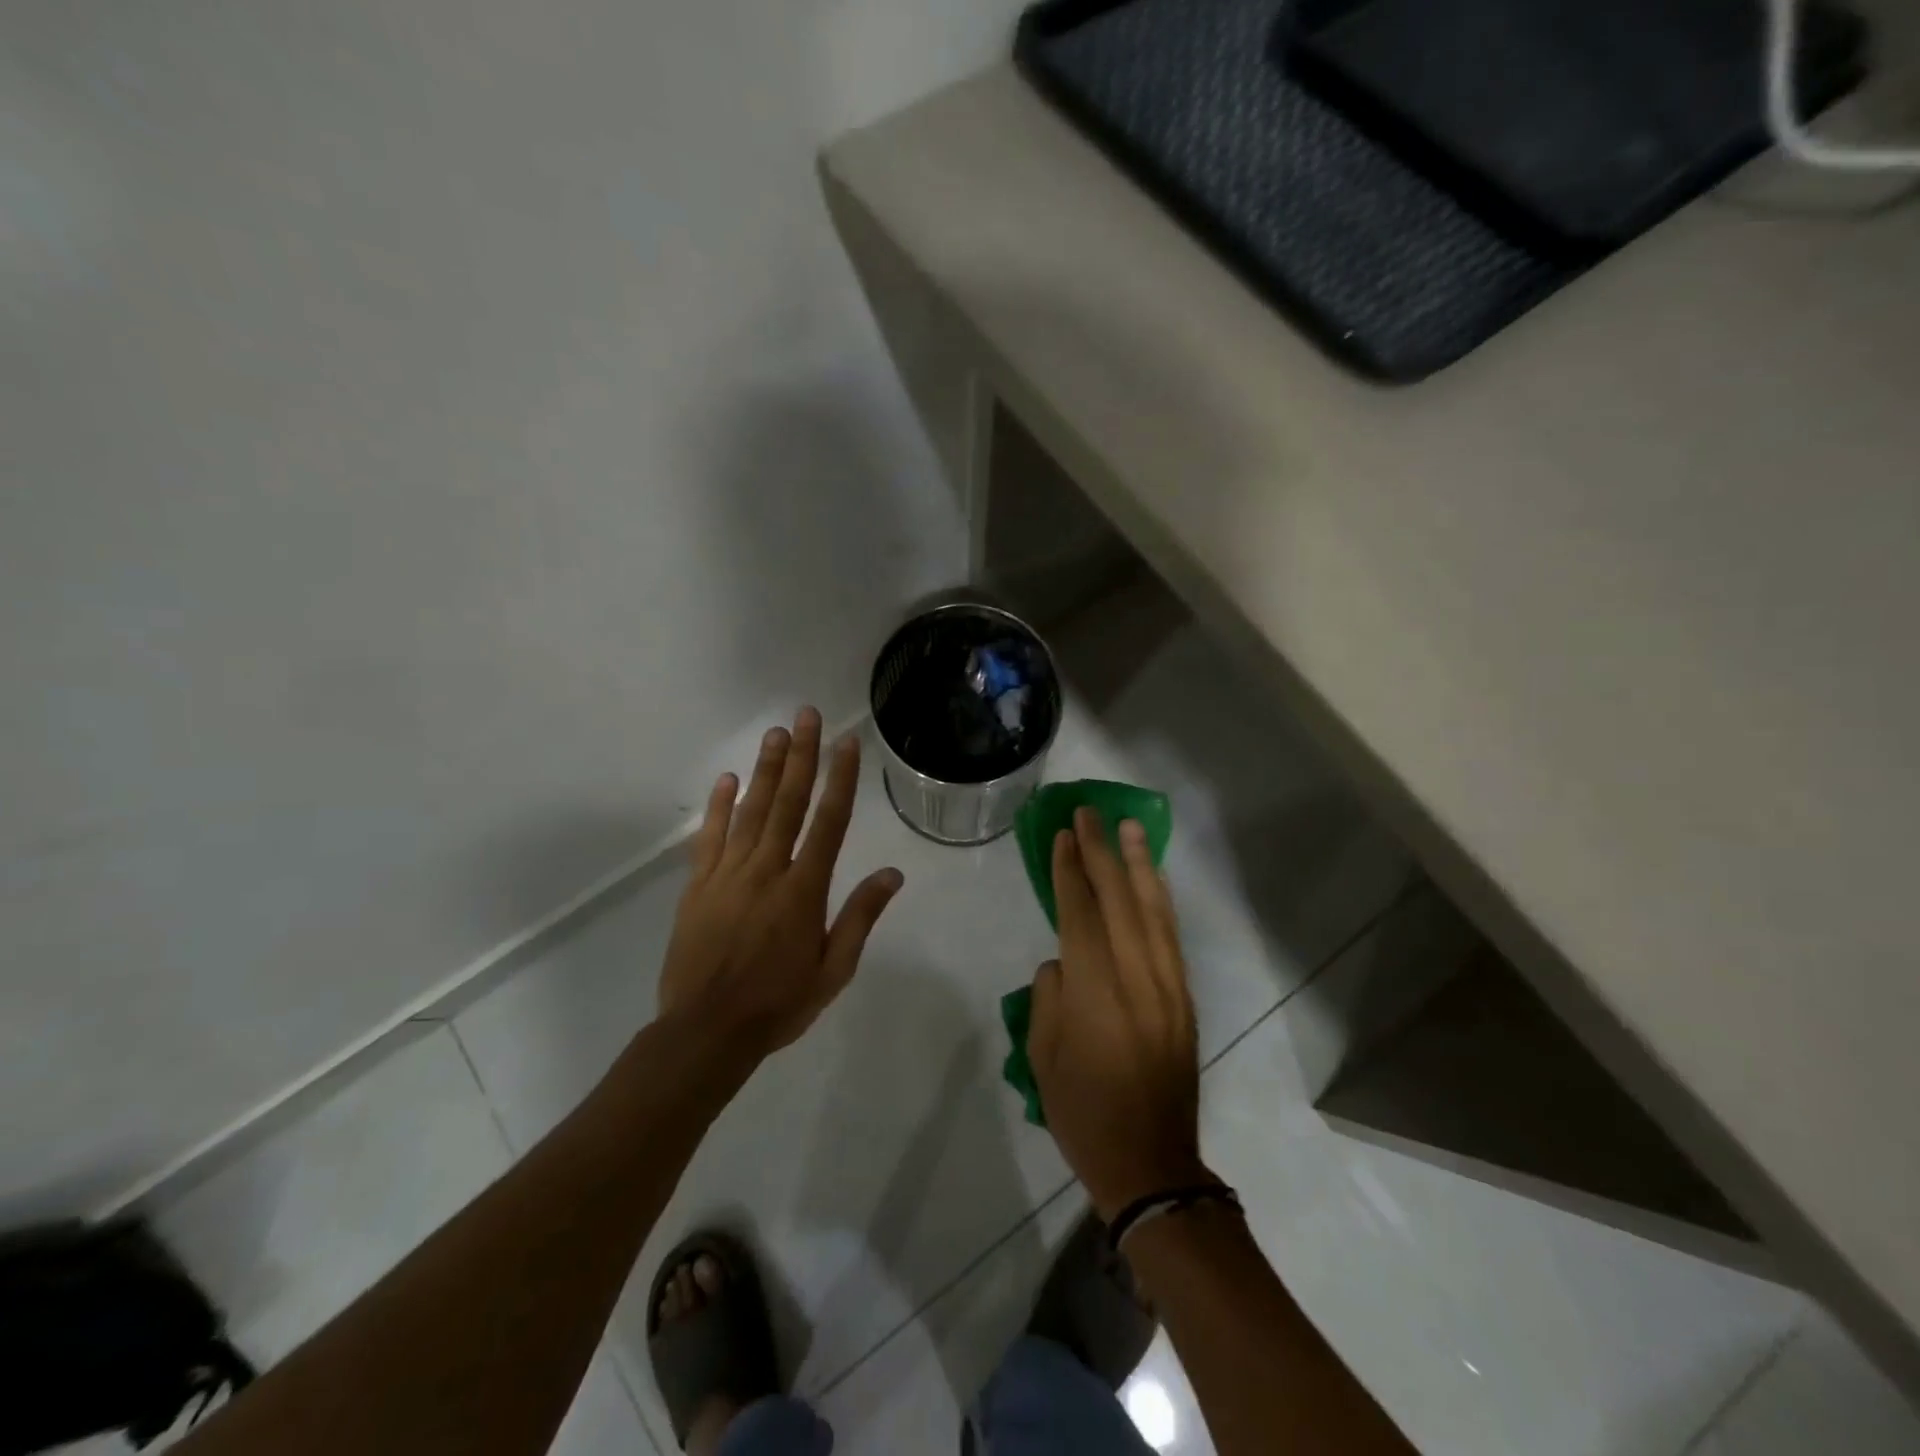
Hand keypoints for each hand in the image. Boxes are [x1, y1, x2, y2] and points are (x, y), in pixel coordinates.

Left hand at [658, 706, 903, 1057]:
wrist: (705, 1032)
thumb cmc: (778, 1004)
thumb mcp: (833, 970)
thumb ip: (860, 917)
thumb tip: (892, 874)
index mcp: (804, 890)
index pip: (829, 821)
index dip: (840, 778)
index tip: (846, 742)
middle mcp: (767, 870)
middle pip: (787, 803)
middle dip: (801, 756)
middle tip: (805, 715)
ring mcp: (728, 874)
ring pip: (750, 811)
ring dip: (765, 770)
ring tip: (775, 733)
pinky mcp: (698, 886)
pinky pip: (710, 837)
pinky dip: (718, 806)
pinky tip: (727, 779)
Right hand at [1030, 808, 1207, 1219]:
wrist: (1152, 1163)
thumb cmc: (1083, 1112)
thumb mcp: (1043, 1054)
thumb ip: (1050, 995)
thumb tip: (1065, 961)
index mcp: (1096, 993)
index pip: (1081, 914)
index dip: (1070, 871)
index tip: (1063, 834)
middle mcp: (1138, 978)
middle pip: (1120, 901)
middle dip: (1102, 852)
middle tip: (1090, 812)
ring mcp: (1168, 987)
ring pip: (1154, 911)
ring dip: (1140, 864)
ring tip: (1130, 826)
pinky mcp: (1185, 998)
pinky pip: (1171, 936)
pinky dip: (1160, 900)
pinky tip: (1153, 879)